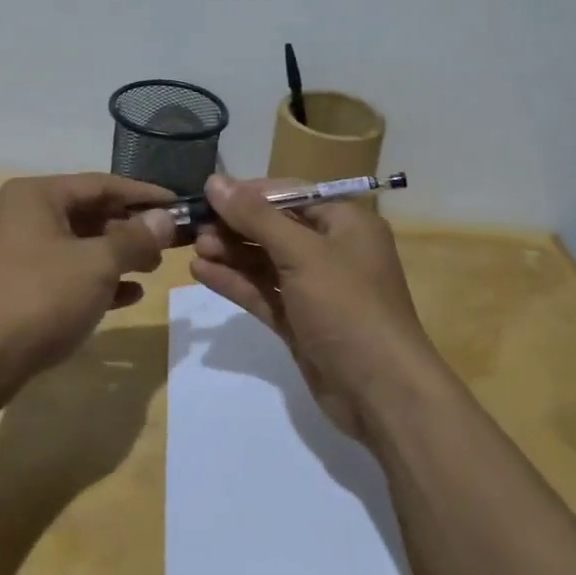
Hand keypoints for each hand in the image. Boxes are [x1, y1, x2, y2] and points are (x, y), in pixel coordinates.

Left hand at [0, 173, 175, 391]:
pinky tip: (129, 295)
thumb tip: (166, 218)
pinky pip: (65, 273)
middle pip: (89, 213)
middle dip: (130, 228)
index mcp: (36, 196)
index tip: (179, 205)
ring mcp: (16, 252)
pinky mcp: (16, 286)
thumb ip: (135, 238)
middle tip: (169, 243)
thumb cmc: (40, 297)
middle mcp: (22, 215)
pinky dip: (96, 280)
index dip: (143, 195)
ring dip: (117, 255)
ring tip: (153, 268)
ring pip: (78, 245)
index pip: (101, 184)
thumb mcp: (97, 264)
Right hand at [189, 174, 435, 439]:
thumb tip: (215, 182)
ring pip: (266, 261)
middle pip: (275, 227)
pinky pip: (264, 292)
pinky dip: (236, 282)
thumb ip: (256, 217)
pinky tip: (202, 273)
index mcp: (346, 223)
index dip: (250, 193)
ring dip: (232, 253)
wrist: (380, 393)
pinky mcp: (300, 321)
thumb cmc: (348, 306)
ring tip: (194, 249)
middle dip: (236, 226)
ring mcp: (316, 289)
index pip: (291, 195)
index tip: (209, 194)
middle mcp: (332, 250)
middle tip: (195, 228)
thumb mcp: (302, 253)